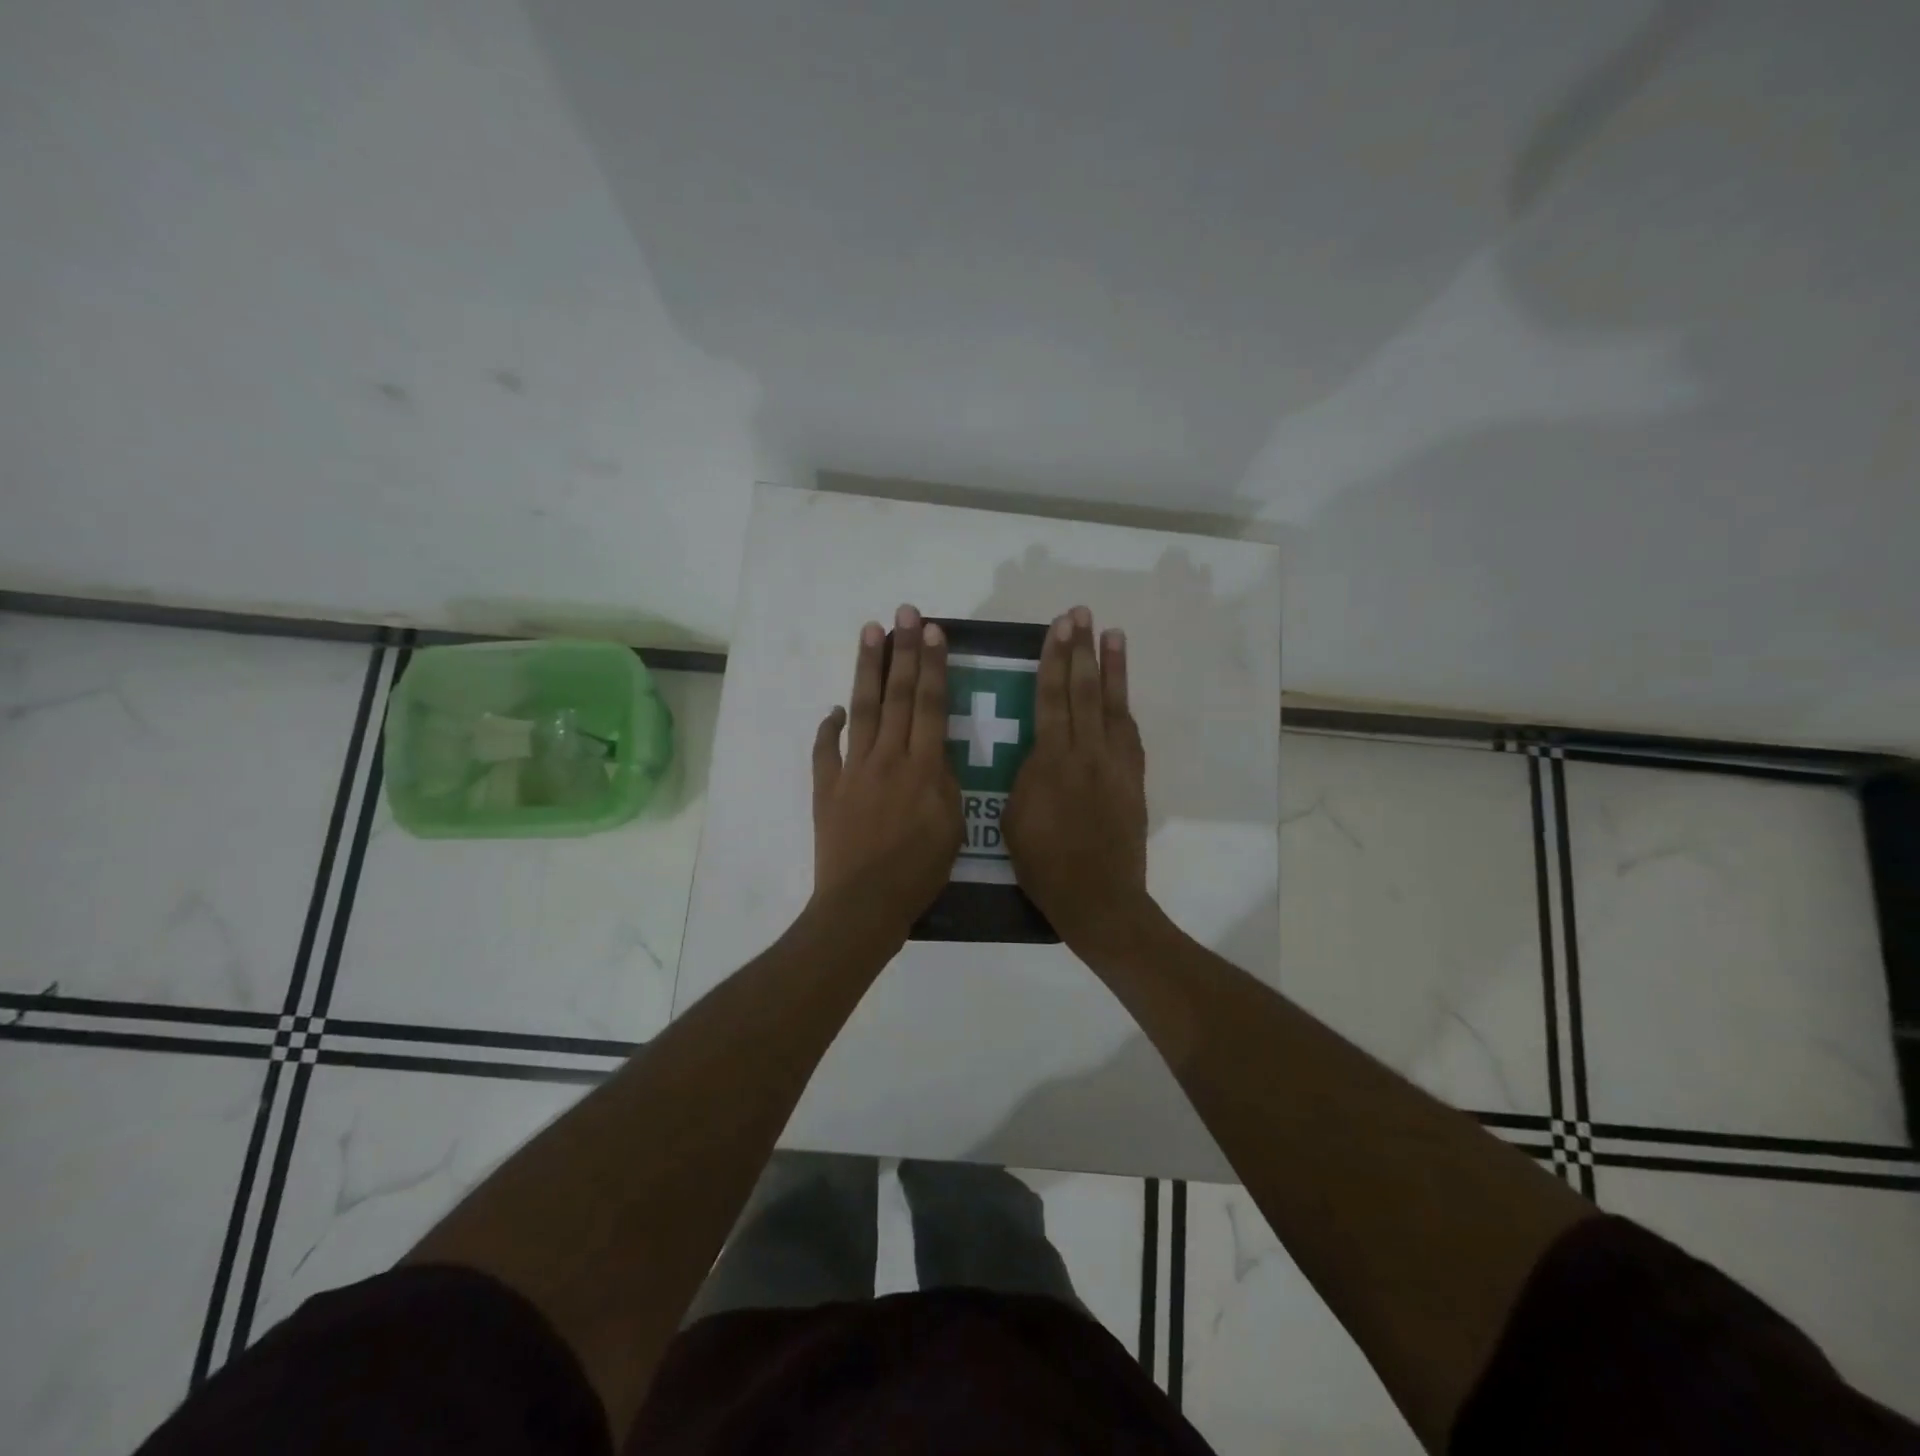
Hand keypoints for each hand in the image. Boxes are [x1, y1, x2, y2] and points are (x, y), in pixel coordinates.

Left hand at [810, 604, 963, 937]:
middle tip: (904, 613)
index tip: (933, 631)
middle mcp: (887, 758)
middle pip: (897, 696)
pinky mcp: (827, 788)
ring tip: (869, 632)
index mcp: (924, 768)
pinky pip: (826, 750)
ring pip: (862, 710)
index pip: (930, 705)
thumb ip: (945, 783)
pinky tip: (834, 710)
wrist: (863, 903)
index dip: (933, 666)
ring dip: (866, 669)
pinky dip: (829, 728)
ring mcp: (852, 770)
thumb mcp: (952, 828)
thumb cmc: (918, 872)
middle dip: (902, 651)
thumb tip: (934, 754)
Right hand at [1004, 606, 1150, 951]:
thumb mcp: (1012, 817)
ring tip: (1112, 634)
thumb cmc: (1044, 864)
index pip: (1052, 697)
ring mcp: (1115, 764)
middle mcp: (1086, 752)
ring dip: (1112, 668)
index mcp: (1051, 760)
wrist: (1098, 897)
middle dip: (1081, 650)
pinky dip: (1125, 707)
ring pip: (1113, 705)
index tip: (1058, 628)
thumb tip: (1036, 754)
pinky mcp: (1133, 779)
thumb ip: (1026, 777)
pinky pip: (1129, 734)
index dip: (1055, 659)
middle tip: (1081, 614)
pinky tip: (1121, 692)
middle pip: (1084, 690)